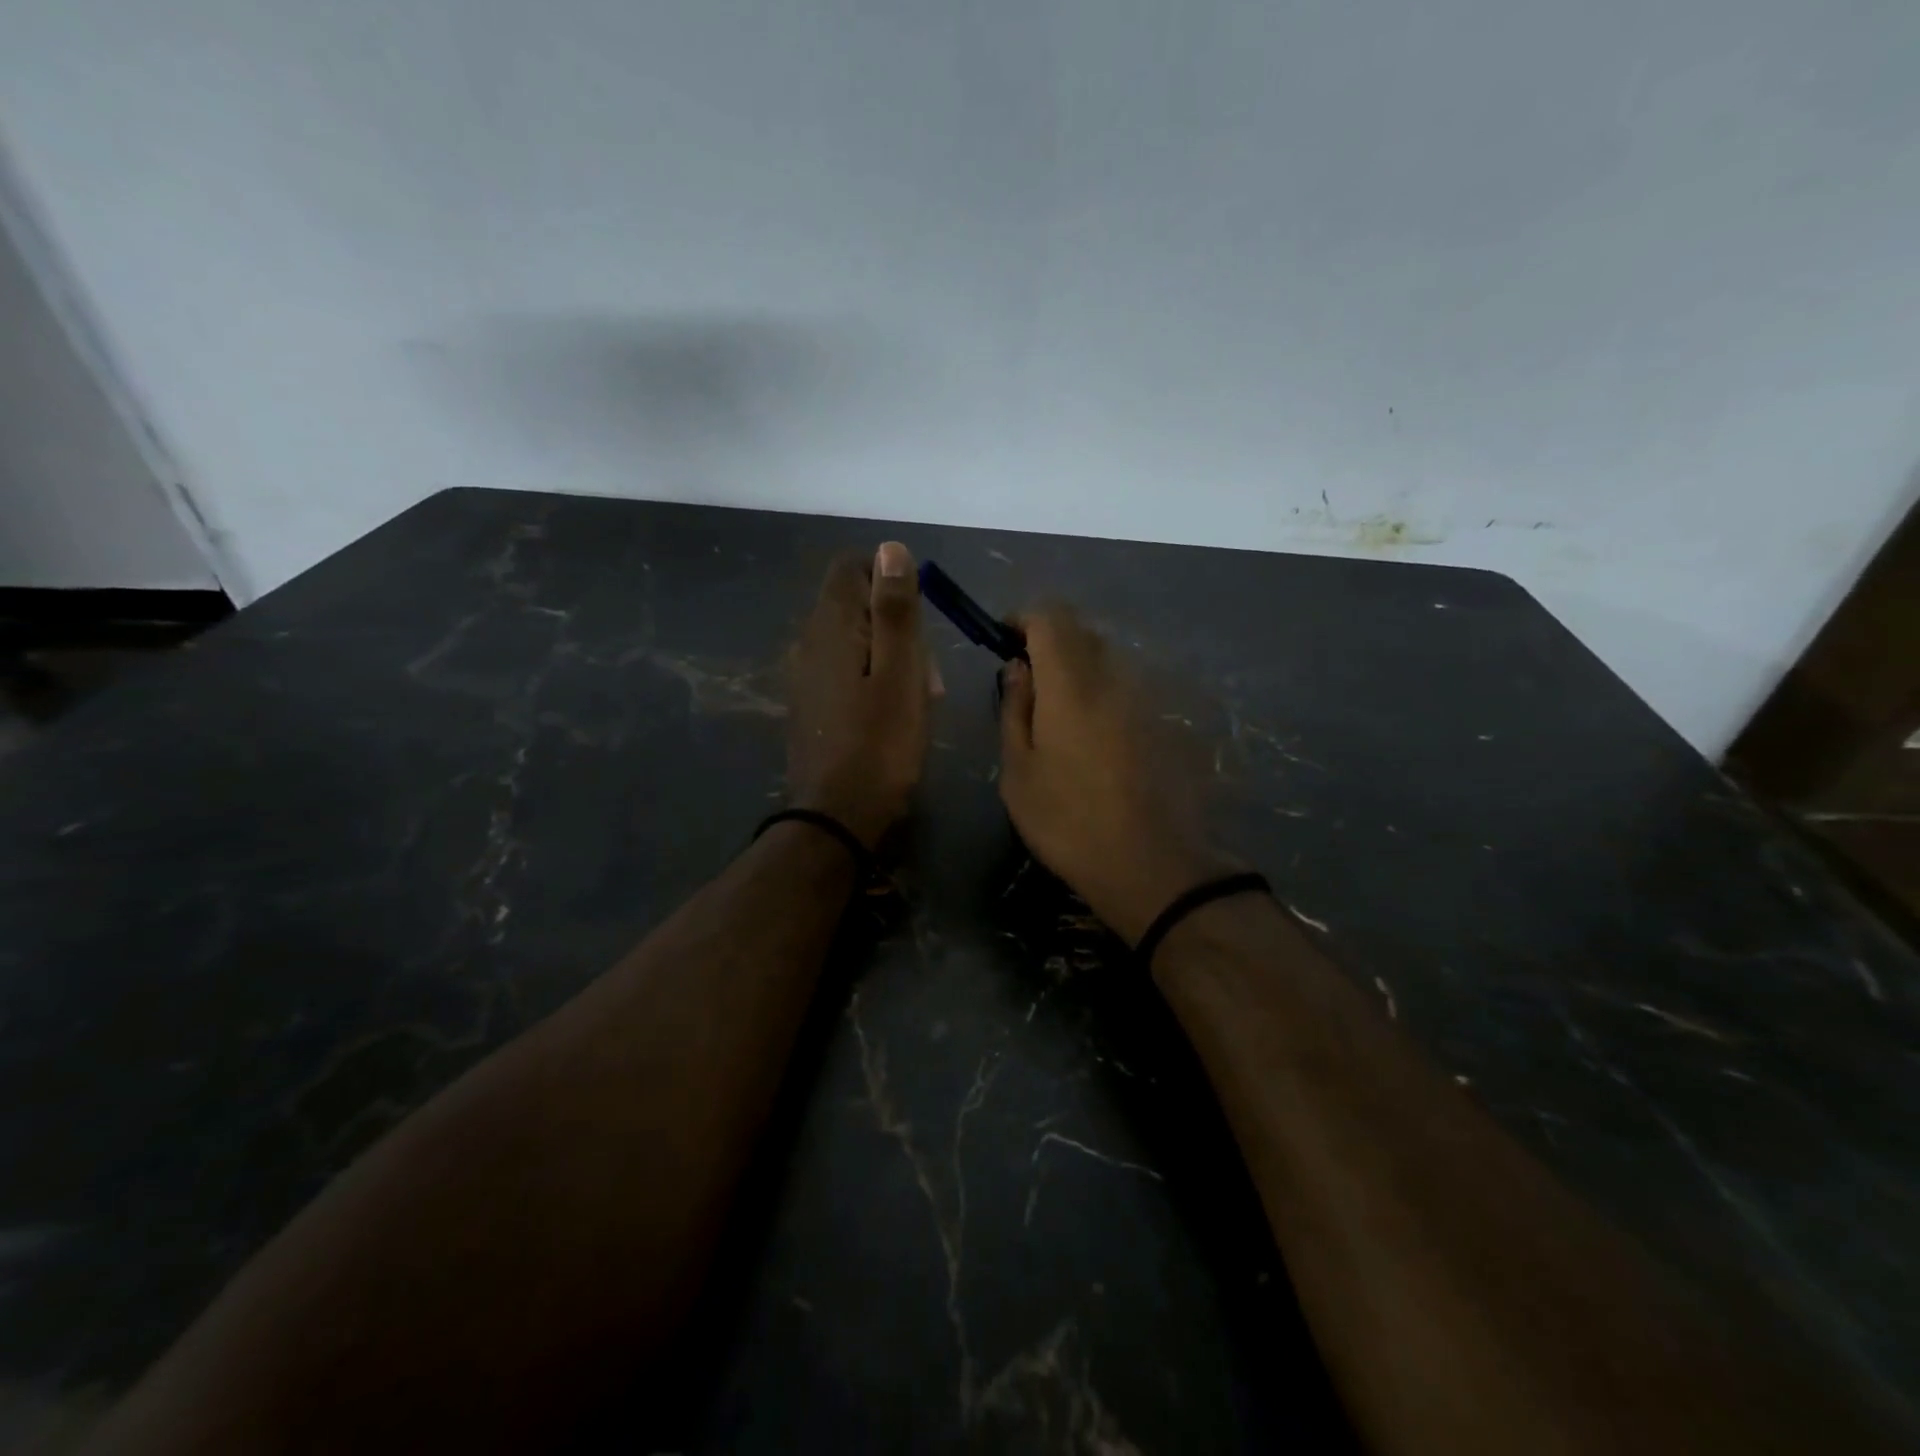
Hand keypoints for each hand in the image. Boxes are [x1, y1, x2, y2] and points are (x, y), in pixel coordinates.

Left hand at [786, 542, 933, 849]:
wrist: (837, 817)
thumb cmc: (880, 744)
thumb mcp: (901, 672)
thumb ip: (895, 609)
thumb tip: (890, 549)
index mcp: (829, 626)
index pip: (852, 568)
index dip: (890, 580)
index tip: (920, 618)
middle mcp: (807, 642)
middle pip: (855, 605)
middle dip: (897, 626)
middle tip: (926, 675)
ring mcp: (804, 676)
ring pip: (855, 642)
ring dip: (891, 658)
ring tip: (917, 701)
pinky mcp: (810, 705)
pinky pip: (846, 672)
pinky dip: (873, 681)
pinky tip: (891, 716)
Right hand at [998, 607, 1233, 944]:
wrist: (1152, 865)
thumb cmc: (1068, 821)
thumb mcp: (1019, 772)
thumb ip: (1015, 709)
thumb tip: (1017, 668)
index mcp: (1071, 683)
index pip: (1050, 616)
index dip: (1023, 618)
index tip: (1005, 641)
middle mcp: (1114, 676)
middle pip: (1081, 630)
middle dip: (1049, 641)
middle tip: (1028, 682)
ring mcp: (1147, 697)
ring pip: (1108, 657)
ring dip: (1079, 667)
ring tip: (1060, 714)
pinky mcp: (1166, 720)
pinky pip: (1128, 685)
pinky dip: (1104, 691)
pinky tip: (1096, 737)